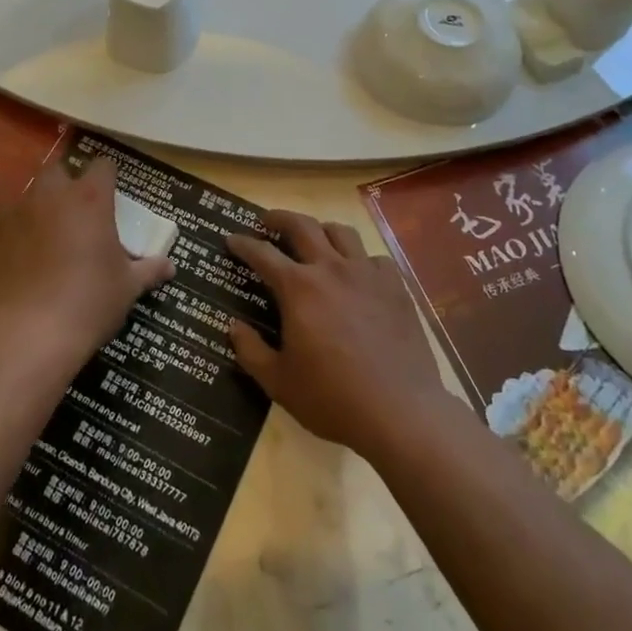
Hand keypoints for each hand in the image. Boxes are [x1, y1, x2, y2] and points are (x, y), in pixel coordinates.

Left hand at [0, 159, 173, 363]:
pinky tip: (25, 263)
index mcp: (90, 199)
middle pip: (59, 170)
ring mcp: (17, 213)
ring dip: (42, 209)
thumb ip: (149, 270)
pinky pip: (10, 226)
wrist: (32, 333)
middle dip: (68, 184)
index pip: (103, 166)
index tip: (111, 194)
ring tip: (50, 240)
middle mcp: (52, 195)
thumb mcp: (128, 287)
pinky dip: (19, 236)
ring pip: (31, 197)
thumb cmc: (90, 302)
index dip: (108, 177)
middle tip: (78, 213)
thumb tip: (170, 267)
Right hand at [227, 211, 449, 459]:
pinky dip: (360, 259)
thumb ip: (251, 351)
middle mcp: (331, 269)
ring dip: (320, 229)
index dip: (243, 243)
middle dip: (278, 218)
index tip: (231, 238)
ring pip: (340, 232)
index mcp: (298, 288)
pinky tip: (357, 274)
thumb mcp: (278, 383)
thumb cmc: (332, 399)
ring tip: (313, 240)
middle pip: (301, 225)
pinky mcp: (395, 286)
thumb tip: (233, 327)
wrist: (400, 412)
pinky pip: (374, 257)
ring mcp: (367, 274)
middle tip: (266, 222)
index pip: (262, 254)